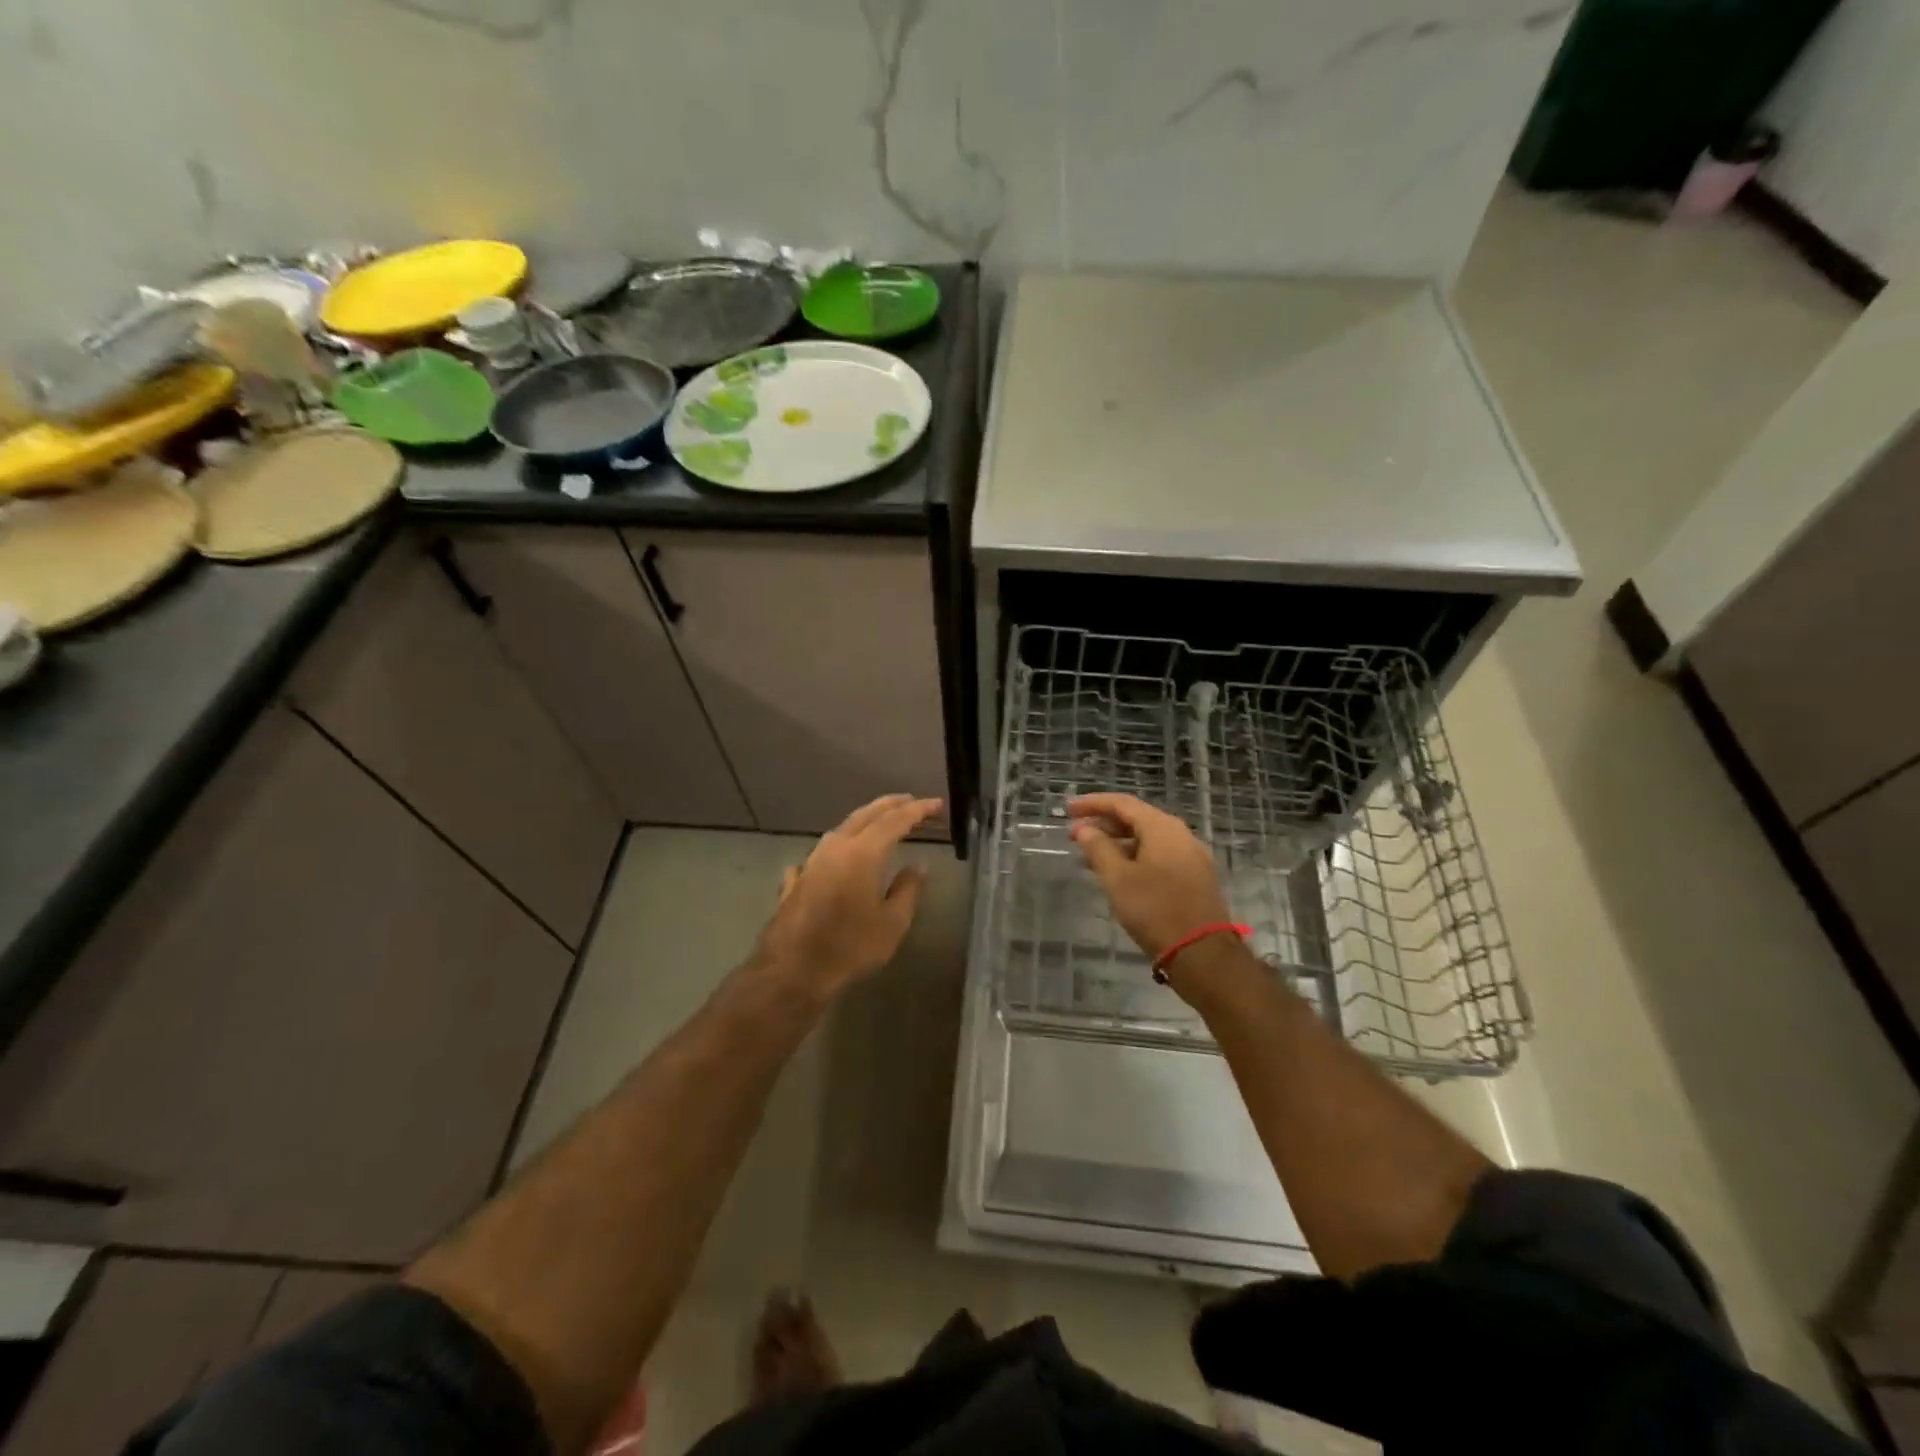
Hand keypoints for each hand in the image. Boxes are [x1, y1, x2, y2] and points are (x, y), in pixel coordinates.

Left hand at [752, 794, 941, 1003]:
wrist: (791, 971)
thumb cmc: (849, 947)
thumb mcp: (892, 923)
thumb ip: (908, 890)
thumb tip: (918, 866)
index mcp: (863, 853)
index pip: (895, 821)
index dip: (918, 810)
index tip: (936, 803)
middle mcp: (836, 848)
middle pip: (865, 815)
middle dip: (890, 805)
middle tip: (910, 800)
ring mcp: (811, 862)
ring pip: (841, 829)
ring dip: (863, 821)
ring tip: (879, 823)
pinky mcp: (796, 881)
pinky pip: (819, 855)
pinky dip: (834, 850)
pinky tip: (830, 859)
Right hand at [1068, 793, 1230, 963]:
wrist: (1203, 954)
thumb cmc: (1155, 911)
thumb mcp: (1118, 879)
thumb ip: (1099, 848)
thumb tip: (1085, 829)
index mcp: (1162, 828)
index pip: (1122, 804)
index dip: (1093, 803)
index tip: (1068, 809)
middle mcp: (1181, 835)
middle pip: (1137, 818)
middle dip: (1104, 824)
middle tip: (1075, 834)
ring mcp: (1191, 856)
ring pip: (1148, 839)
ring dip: (1118, 842)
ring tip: (1091, 855)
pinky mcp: (1195, 877)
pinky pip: (1159, 855)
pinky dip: (1135, 856)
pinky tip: (1119, 873)